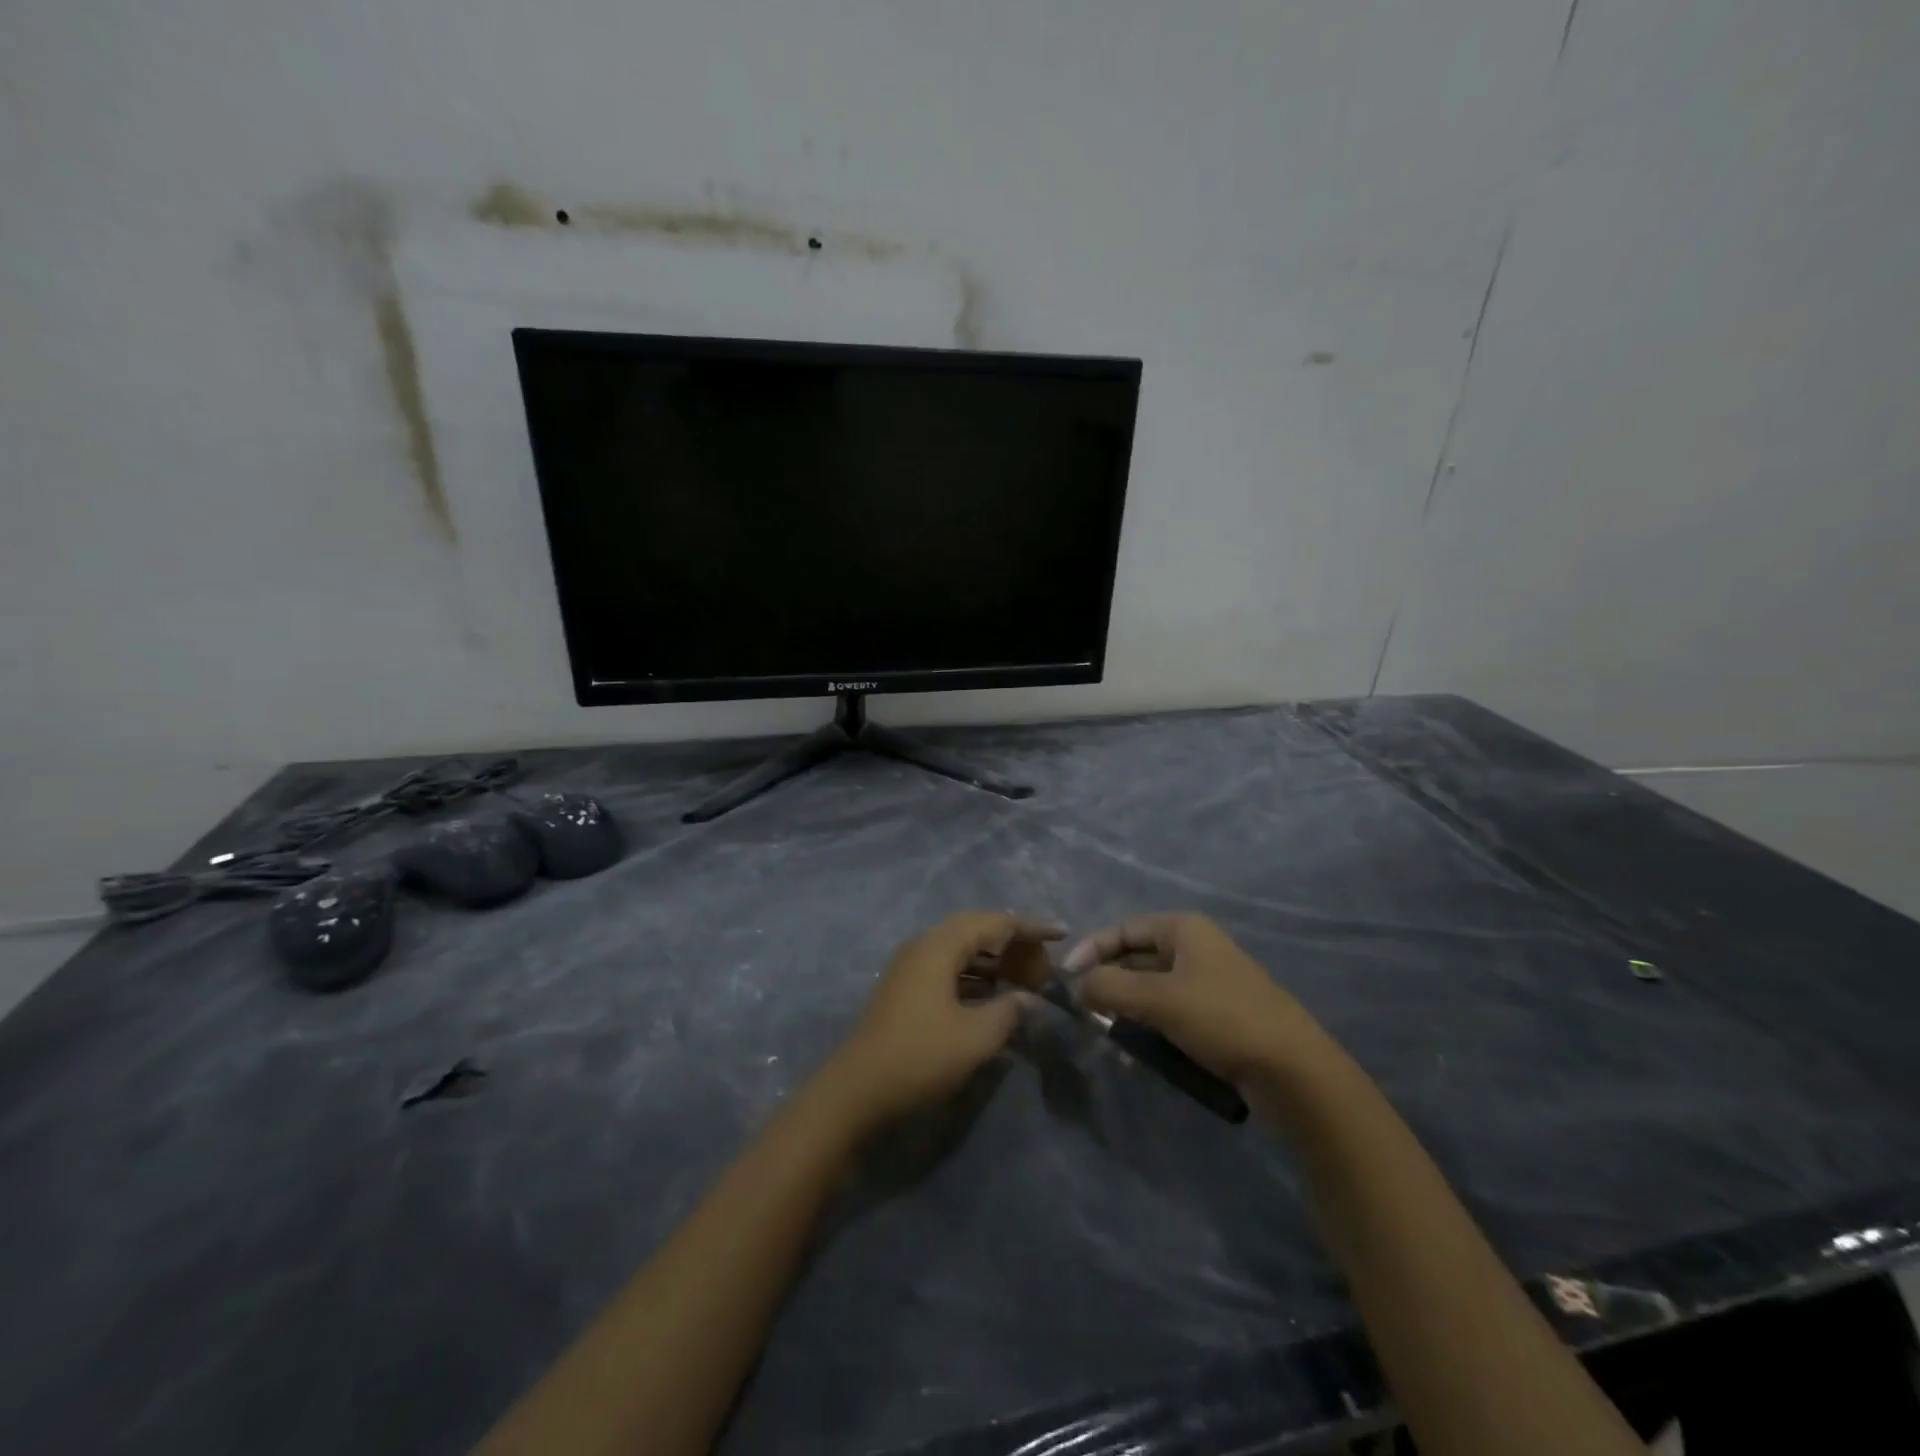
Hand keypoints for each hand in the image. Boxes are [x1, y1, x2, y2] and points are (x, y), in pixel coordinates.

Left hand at [822, 912, 1061, 1130]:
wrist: (855, 1092)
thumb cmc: (920, 1057)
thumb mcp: (975, 1037)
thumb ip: (1009, 1010)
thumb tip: (1029, 998)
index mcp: (939, 946)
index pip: (994, 923)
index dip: (1030, 928)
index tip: (1062, 934)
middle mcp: (923, 946)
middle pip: (976, 931)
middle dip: (1013, 944)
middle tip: (1043, 966)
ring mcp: (910, 967)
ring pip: (961, 950)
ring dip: (994, 961)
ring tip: (1025, 981)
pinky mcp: (905, 989)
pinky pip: (949, 968)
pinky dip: (976, 976)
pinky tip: (993, 998)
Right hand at [1065, 913, 1311, 1086]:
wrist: (1293, 1071)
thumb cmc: (1220, 1018)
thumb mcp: (1157, 998)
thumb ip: (1109, 987)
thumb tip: (1078, 985)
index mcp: (1183, 929)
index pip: (1124, 929)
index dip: (1091, 949)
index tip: (1067, 979)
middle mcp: (1196, 949)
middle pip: (1137, 959)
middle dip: (1108, 985)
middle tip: (1086, 1013)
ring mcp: (1209, 983)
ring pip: (1152, 991)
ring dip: (1127, 1012)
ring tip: (1111, 1040)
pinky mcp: (1219, 1017)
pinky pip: (1171, 1015)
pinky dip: (1150, 1030)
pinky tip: (1138, 1057)